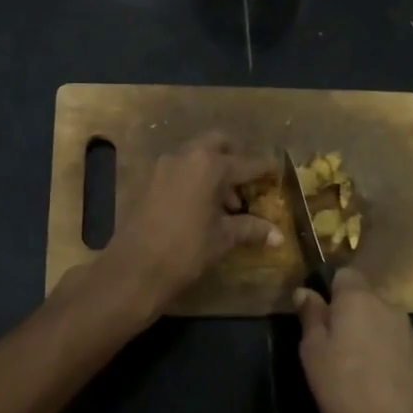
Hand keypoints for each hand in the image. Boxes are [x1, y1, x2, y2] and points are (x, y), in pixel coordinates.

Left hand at [97, 132, 279, 318]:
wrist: (134, 269)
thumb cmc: (186, 250)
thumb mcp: (223, 238)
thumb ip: (251, 229)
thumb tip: (278, 235)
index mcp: (209, 165)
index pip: (246, 163)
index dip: (264, 169)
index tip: (277, 172)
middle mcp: (185, 157)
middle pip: (217, 144)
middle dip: (235, 157)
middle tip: (247, 181)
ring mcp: (162, 167)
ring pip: (195, 156)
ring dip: (213, 170)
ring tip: (227, 204)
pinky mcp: (147, 181)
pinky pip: (178, 170)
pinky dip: (193, 179)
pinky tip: (201, 207)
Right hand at [295, 270, 412, 412]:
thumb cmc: (346, 388)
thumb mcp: (313, 353)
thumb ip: (311, 317)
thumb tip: (305, 291)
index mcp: (360, 298)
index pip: (345, 274)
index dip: (329, 289)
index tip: (317, 315)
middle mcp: (389, 307)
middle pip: (364, 298)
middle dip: (348, 313)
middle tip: (329, 346)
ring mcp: (410, 334)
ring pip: (380, 322)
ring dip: (366, 335)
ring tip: (351, 368)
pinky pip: (394, 345)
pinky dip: (383, 355)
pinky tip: (374, 383)